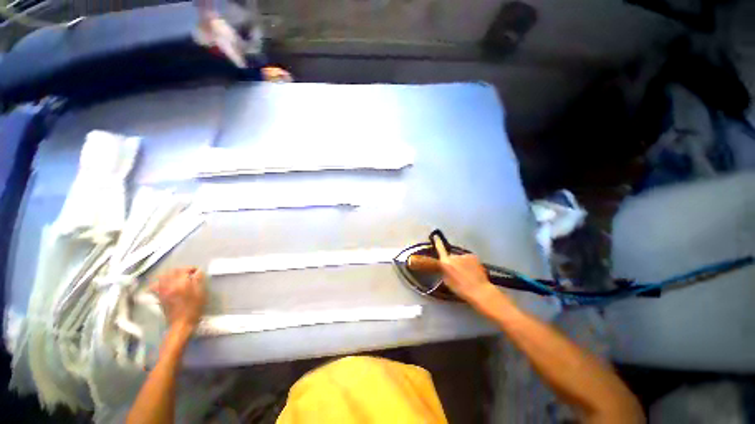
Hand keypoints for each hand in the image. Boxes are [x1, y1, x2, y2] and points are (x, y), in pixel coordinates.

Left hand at [150, 267, 206, 331]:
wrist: (181, 323)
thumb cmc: (194, 308)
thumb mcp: (201, 293)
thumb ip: (198, 280)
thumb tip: (199, 271)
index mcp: (181, 283)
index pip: (184, 269)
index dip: (191, 268)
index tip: (197, 271)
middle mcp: (169, 285)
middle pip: (172, 271)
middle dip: (181, 269)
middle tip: (189, 273)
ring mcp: (163, 291)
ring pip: (162, 276)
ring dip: (170, 274)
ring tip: (177, 276)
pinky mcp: (159, 296)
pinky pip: (155, 286)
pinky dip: (158, 282)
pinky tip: (163, 283)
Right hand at [433, 236, 495, 303]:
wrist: (479, 290)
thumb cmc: (461, 289)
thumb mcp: (447, 282)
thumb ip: (444, 271)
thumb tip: (445, 267)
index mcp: (446, 262)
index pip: (440, 250)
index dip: (438, 243)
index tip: (436, 237)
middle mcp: (454, 256)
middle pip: (452, 257)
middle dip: (454, 262)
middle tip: (458, 273)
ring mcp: (464, 255)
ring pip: (461, 258)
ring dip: (463, 263)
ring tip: (468, 274)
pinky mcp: (473, 256)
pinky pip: (469, 259)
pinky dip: (470, 263)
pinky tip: (474, 272)